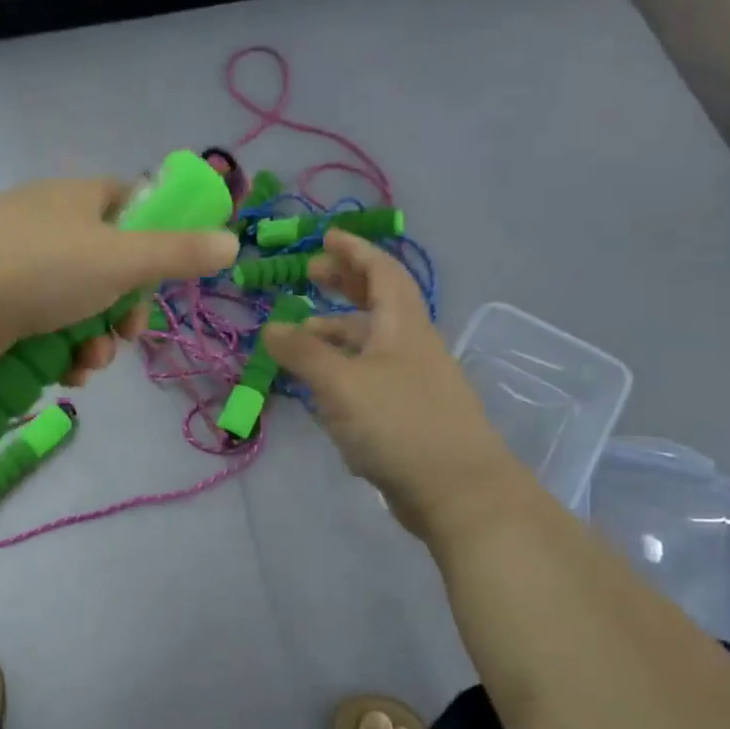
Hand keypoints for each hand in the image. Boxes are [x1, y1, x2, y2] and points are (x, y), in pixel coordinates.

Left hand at [0, 177, 239, 383]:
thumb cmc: (39, 271)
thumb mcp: (120, 260)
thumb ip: (178, 254)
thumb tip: (231, 242)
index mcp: (76, 198)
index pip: (129, 203)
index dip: (156, 238)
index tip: (166, 276)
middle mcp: (47, 225)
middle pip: (108, 265)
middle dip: (125, 309)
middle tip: (128, 334)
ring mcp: (18, 266)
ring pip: (79, 305)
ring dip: (96, 340)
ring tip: (89, 364)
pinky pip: (47, 327)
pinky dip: (62, 351)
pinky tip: (65, 374)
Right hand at [263, 230, 514, 539]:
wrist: (458, 491)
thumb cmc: (398, 424)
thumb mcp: (341, 383)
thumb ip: (303, 354)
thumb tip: (272, 328)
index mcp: (403, 325)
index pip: (381, 272)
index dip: (354, 251)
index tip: (327, 238)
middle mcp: (411, 346)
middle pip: (377, 303)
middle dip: (344, 285)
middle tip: (310, 275)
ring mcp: (413, 383)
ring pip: (371, 345)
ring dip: (337, 334)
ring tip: (300, 339)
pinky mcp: (409, 416)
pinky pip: (371, 379)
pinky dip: (344, 372)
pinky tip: (321, 390)